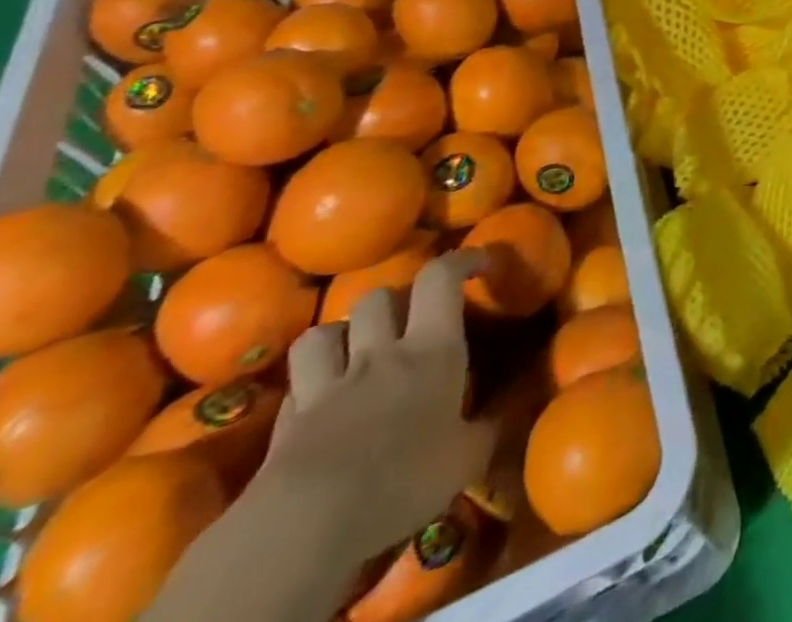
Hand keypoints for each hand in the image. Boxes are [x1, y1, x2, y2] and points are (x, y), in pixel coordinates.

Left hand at [253, 251, 495, 562]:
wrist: (306, 531)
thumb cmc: (405, 481)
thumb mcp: (467, 457)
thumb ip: (488, 427)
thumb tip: (506, 413)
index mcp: (432, 350)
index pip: (440, 278)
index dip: (460, 260)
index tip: (480, 263)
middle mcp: (379, 355)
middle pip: (378, 297)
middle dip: (395, 300)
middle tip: (412, 318)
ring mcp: (327, 387)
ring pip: (324, 331)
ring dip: (341, 334)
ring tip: (356, 352)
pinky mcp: (285, 425)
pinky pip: (295, 385)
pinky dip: (310, 384)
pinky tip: (321, 403)